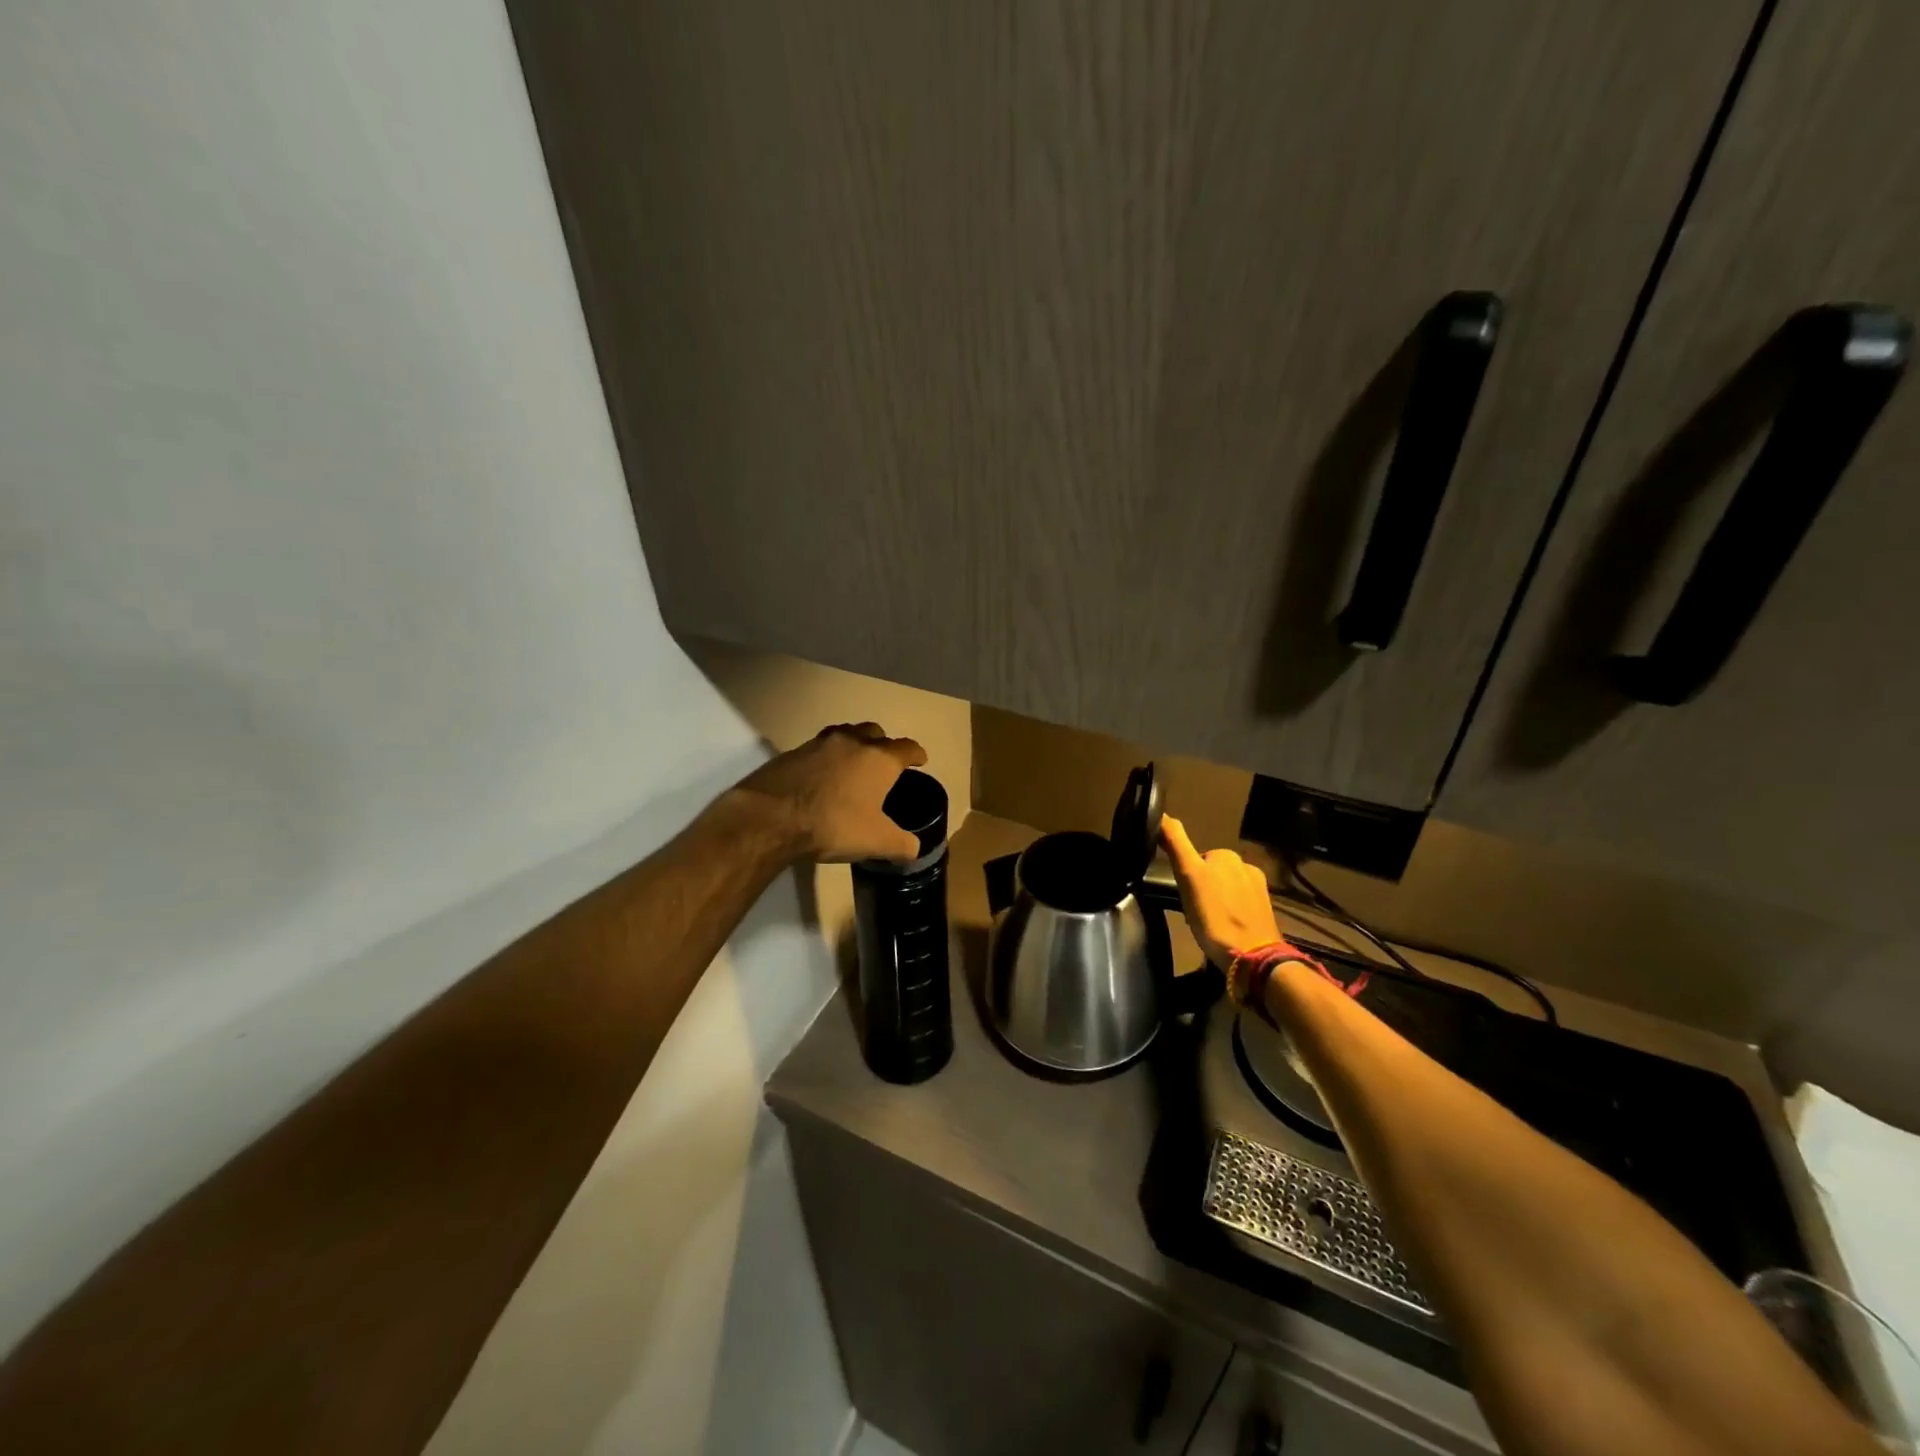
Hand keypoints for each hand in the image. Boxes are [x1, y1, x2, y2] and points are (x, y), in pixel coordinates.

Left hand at [734, 723, 928, 862]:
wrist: (772, 817)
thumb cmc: (834, 824)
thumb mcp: (876, 841)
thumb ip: (901, 844)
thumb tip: (915, 848)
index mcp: (879, 759)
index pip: (907, 748)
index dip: (916, 754)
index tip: (920, 760)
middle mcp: (852, 742)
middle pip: (875, 732)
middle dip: (884, 743)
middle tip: (884, 761)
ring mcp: (820, 743)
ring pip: (845, 734)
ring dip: (854, 744)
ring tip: (854, 763)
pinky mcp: (793, 752)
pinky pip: (818, 748)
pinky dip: (827, 757)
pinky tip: (822, 776)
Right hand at [1160, 816, 1287, 988]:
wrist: (1252, 957)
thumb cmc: (1215, 917)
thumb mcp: (1188, 876)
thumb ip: (1176, 843)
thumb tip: (1161, 813)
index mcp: (1227, 855)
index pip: (1196, 859)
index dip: (1186, 876)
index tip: (1183, 896)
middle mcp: (1247, 866)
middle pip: (1211, 874)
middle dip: (1201, 889)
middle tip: (1193, 912)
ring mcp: (1259, 889)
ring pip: (1225, 890)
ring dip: (1215, 902)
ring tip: (1207, 925)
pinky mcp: (1266, 911)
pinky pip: (1239, 906)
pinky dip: (1229, 914)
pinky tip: (1223, 931)